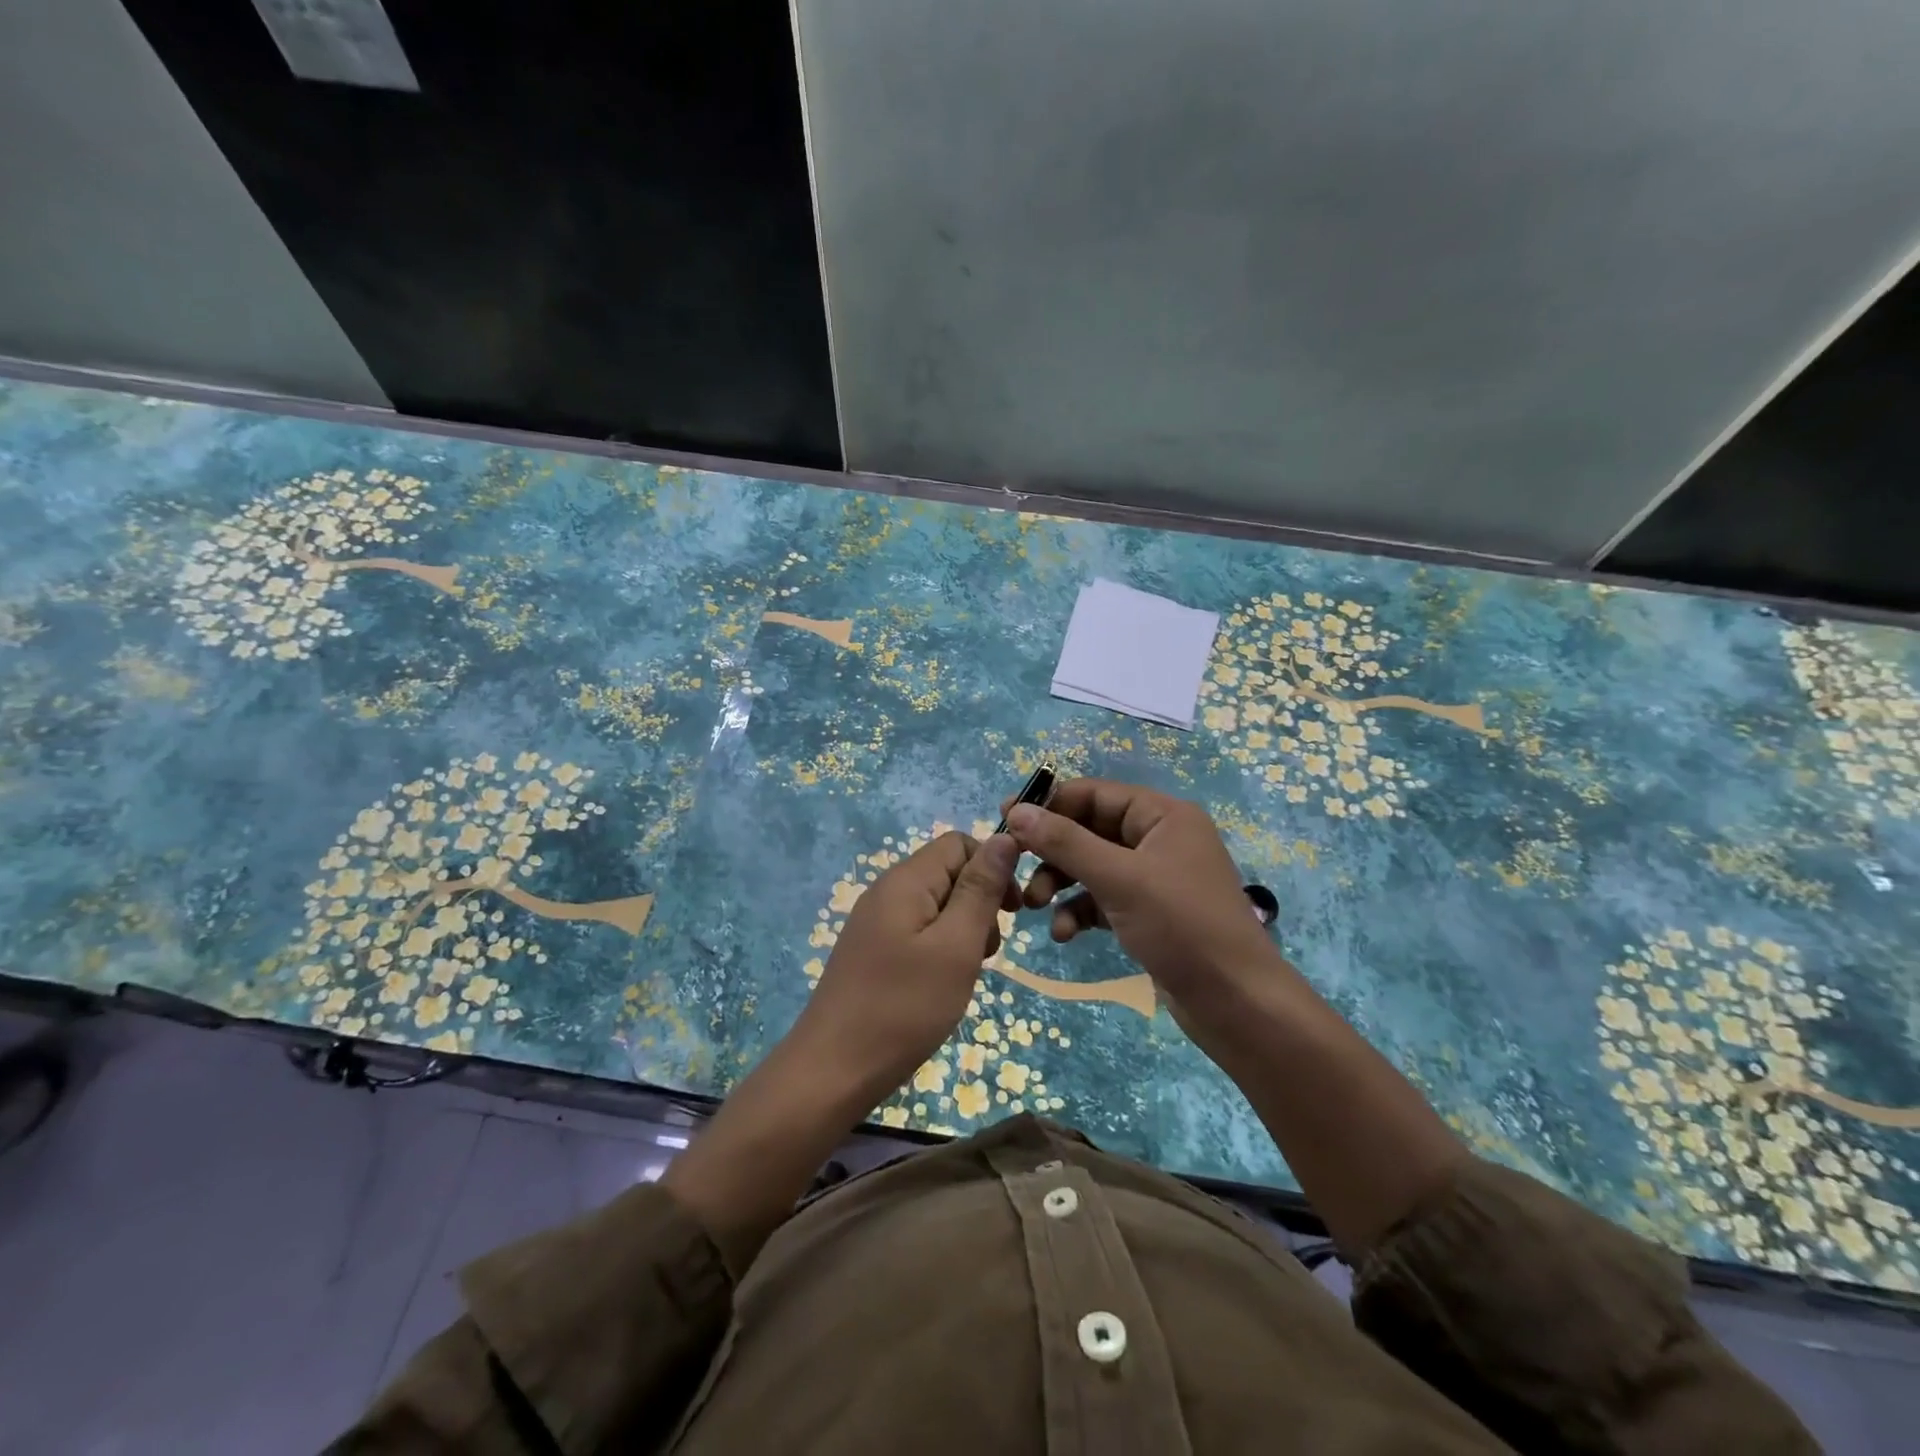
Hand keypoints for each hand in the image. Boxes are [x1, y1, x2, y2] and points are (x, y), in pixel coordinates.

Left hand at [791, 829, 1019, 1109]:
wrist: (833, 1071)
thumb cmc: (903, 1007)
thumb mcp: (956, 946)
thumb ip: (980, 889)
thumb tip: (1006, 837)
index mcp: (906, 880)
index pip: (959, 843)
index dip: (992, 868)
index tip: (1012, 913)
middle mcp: (887, 890)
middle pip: (948, 872)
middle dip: (979, 903)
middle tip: (986, 953)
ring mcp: (875, 921)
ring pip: (936, 905)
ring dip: (962, 930)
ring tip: (966, 973)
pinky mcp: (872, 950)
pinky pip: (917, 931)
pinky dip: (940, 949)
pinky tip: (941, 985)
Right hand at [1008, 778, 1465, 1257]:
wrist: (1236, 1003)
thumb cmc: (1182, 926)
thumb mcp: (1119, 879)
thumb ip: (1064, 842)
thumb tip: (1015, 811)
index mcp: (1162, 815)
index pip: (1093, 794)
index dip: (1048, 805)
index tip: (1003, 822)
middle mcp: (1159, 838)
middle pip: (1089, 830)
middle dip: (1051, 853)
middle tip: (1013, 871)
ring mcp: (1154, 877)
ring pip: (1092, 867)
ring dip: (1060, 884)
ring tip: (1032, 907)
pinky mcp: (1149, 912)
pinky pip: (1103, 898)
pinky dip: (1080, 911)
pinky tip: (1064, 935)